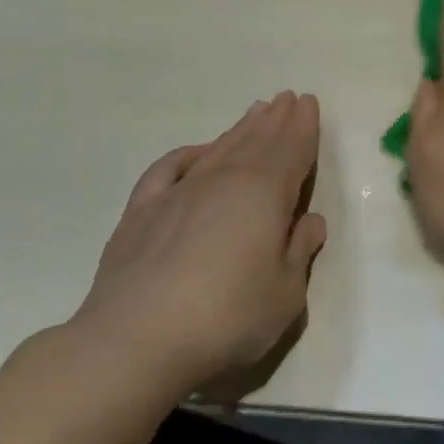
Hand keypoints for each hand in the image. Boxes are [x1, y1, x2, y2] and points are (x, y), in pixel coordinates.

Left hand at [72, 92, 327, 404]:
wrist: (133, 344)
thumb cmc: (225, 317)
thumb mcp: (285, 294)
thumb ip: (300, 252)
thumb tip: (310, 221)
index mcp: (265, 193)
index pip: (292, 150)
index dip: (303, 126)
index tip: (309, 102)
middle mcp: (224, 181)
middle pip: (257, 141)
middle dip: (276, 119)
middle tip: (288, 98)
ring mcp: (179, 194)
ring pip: (219, 149)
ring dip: (240, 129)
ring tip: (256, 112)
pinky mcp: (140, 214)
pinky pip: (168, 170)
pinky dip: (186, 155)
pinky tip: (196, 152)